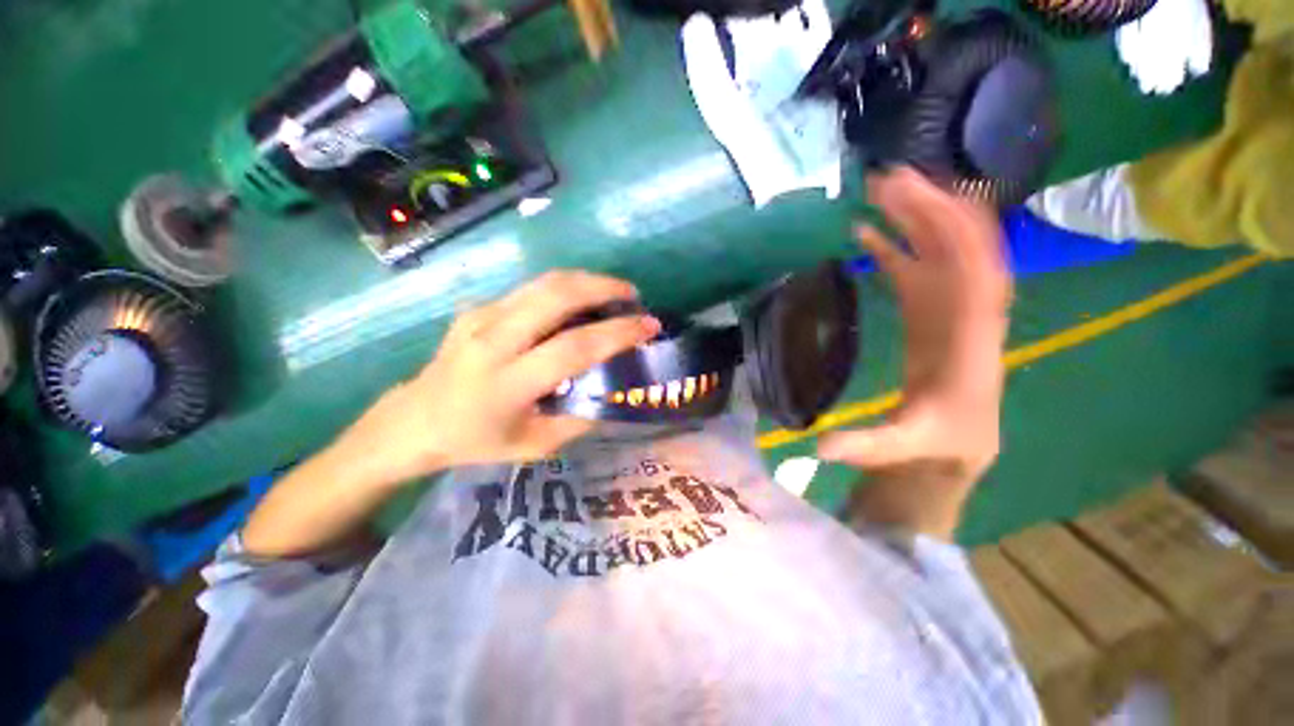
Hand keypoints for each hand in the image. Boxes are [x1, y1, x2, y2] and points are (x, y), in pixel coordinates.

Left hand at [340, 271, 660, 484]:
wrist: (414, 419)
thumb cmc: (476, 440)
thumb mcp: (535, 445)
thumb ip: (579, 419)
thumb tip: (613, 392)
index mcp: (507, 383)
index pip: (573, 348)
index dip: (617, 333)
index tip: (649, 325)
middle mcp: (492, 340)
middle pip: (556, 295)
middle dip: (603, 287)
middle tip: (632, 296)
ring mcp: (480, 316)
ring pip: (543, 282)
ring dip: (586, 280)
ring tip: (612, 292)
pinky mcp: (477, 306)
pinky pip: (529, 289)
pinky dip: (564, 289)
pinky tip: (578, 302)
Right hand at [819, 167, 1010, 486]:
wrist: (954, 442)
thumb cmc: (937, 442)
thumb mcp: (902, 447)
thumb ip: (865, 445)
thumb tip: (819, 447)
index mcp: (971, 336)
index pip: (977, 272)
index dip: (956, 233)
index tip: (924, 199)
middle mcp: (967, 310)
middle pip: (959, 247)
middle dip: (930, 209)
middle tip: (889, 179)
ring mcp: (947, 306)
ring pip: (938, 249)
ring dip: (914, 217)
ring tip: (879, 190)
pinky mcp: (928, 310)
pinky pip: (914, 267)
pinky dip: (893, 246)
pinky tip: (864, 231)